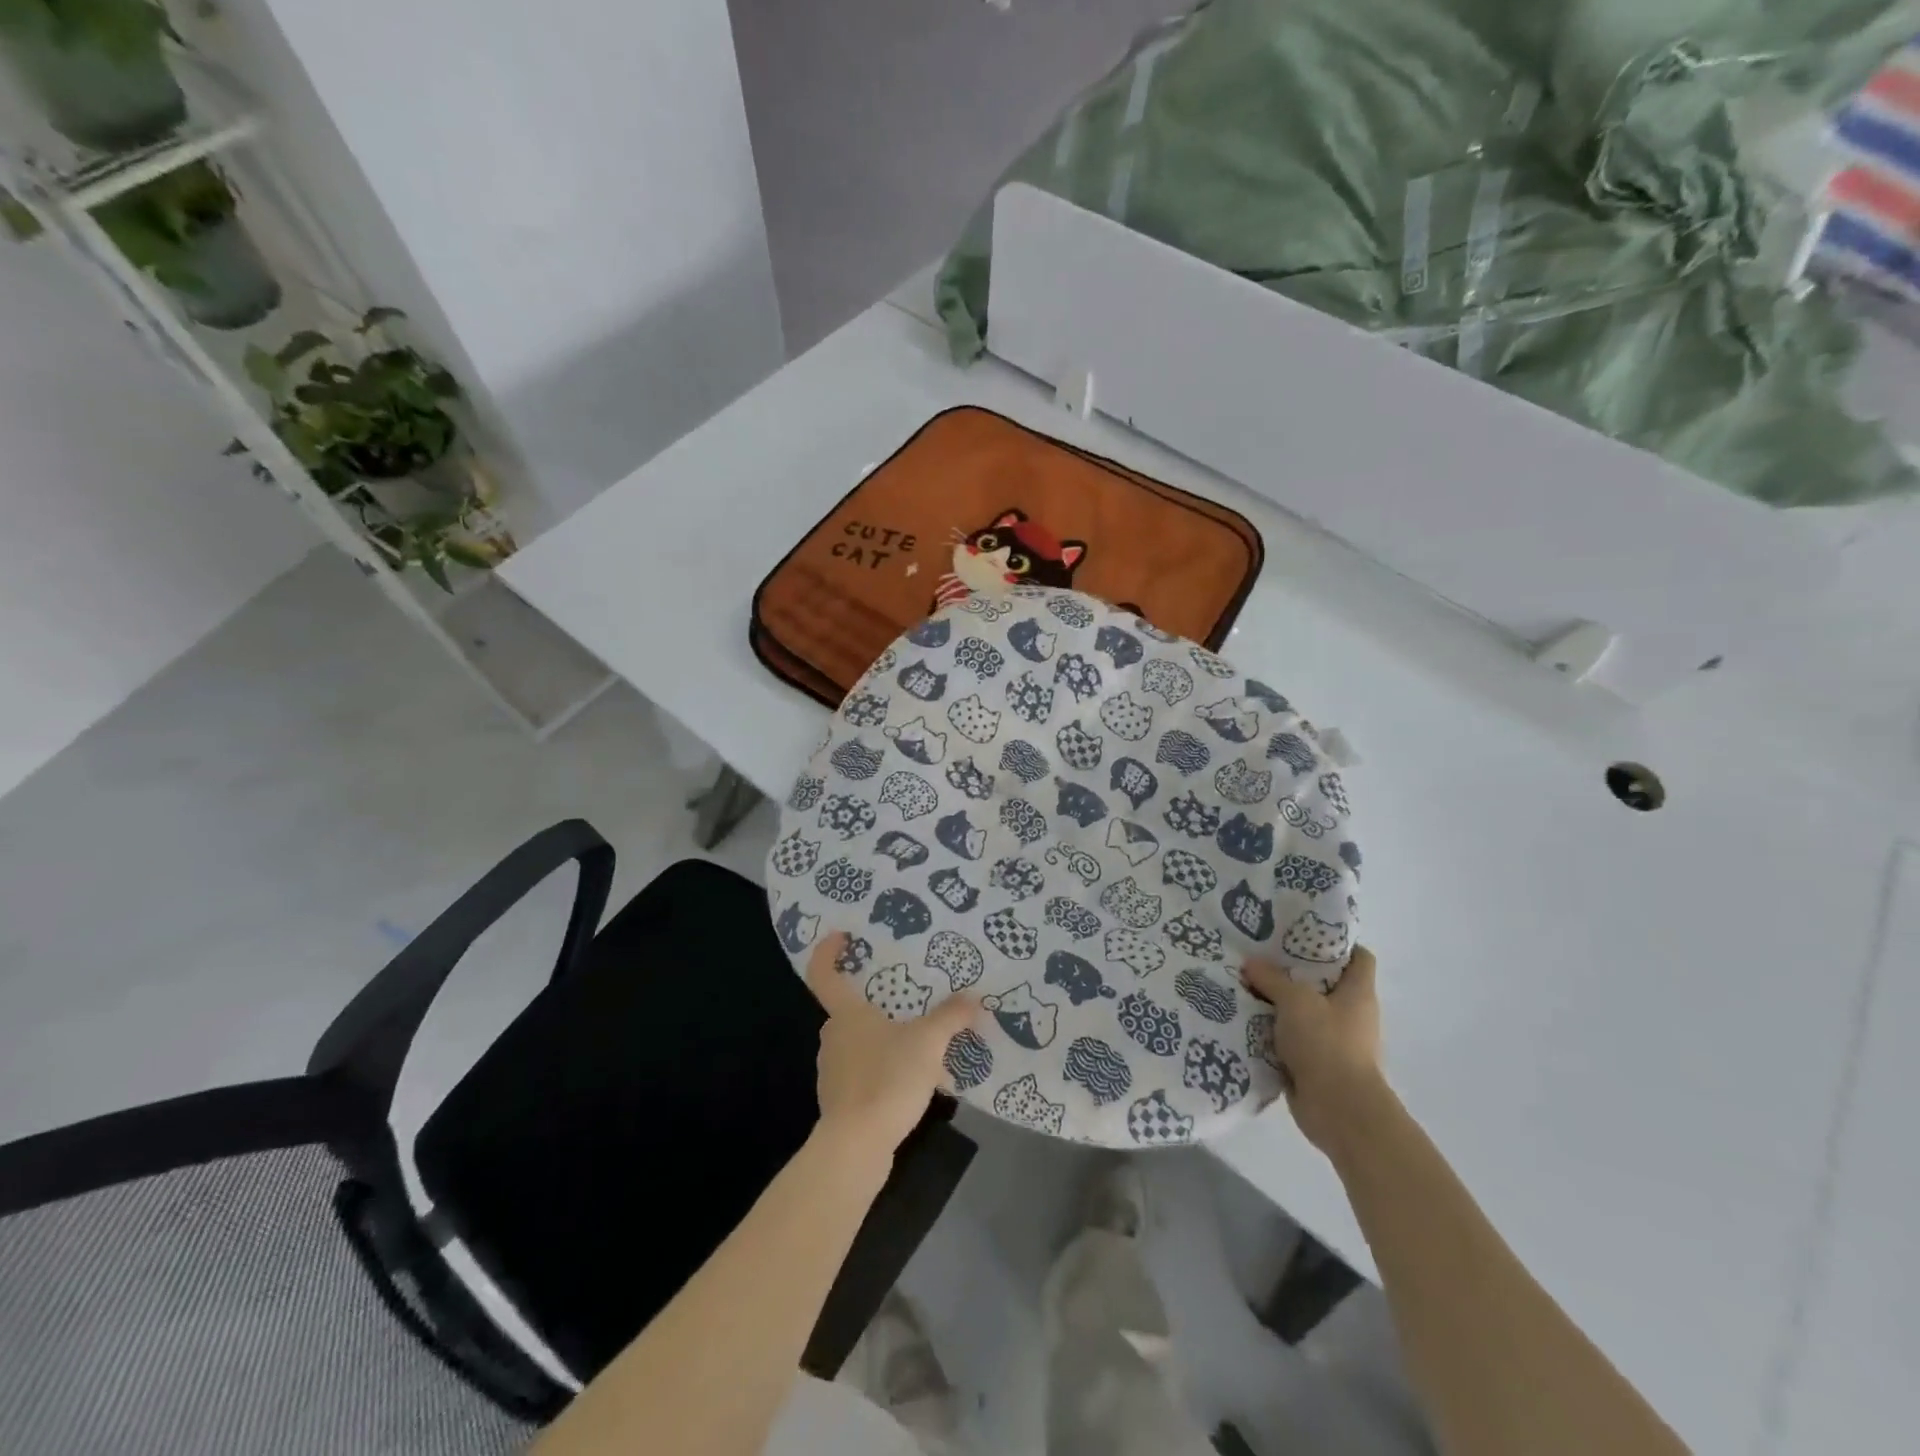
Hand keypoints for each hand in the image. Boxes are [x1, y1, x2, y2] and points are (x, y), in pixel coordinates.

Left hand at [805, 933, 981, 1159]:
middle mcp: (833, 1037)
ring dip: (885, 1038)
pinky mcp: (842, 1101)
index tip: (841, 937)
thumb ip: (951, 1017)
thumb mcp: (928, 1042)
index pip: (823, 973)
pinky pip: (865, 1072)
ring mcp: (834, 1071)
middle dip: (875, 1001)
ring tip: (920, 1041)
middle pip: (848, 1008)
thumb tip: (974, 998)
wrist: (856, 1147)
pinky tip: (914, 1080)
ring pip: (860, 1042)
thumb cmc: (886, 1080)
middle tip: (907, 996)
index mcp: (846, 1014)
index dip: (827, 952)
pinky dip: (885, 1068)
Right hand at [1242, 947, 1383, 1154]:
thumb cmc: (1327, 1045)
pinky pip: (1293, 1039)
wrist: (1340, 1112)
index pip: (1359, 957)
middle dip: (1294, 971)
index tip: (1302, 935)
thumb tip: (1250, 963)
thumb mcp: (1295, 1002)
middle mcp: (1351, 1015)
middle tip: (1261, 956)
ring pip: (1305, 1012)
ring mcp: (1335, 1042)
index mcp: (1358, 993)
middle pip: (1325, 984)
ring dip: (1279, 1003)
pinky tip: (1247, 1020)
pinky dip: (1274, 1032)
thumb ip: (1271, 979)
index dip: (1336, 944)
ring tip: (1246, 985)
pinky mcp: (1318, 1065)